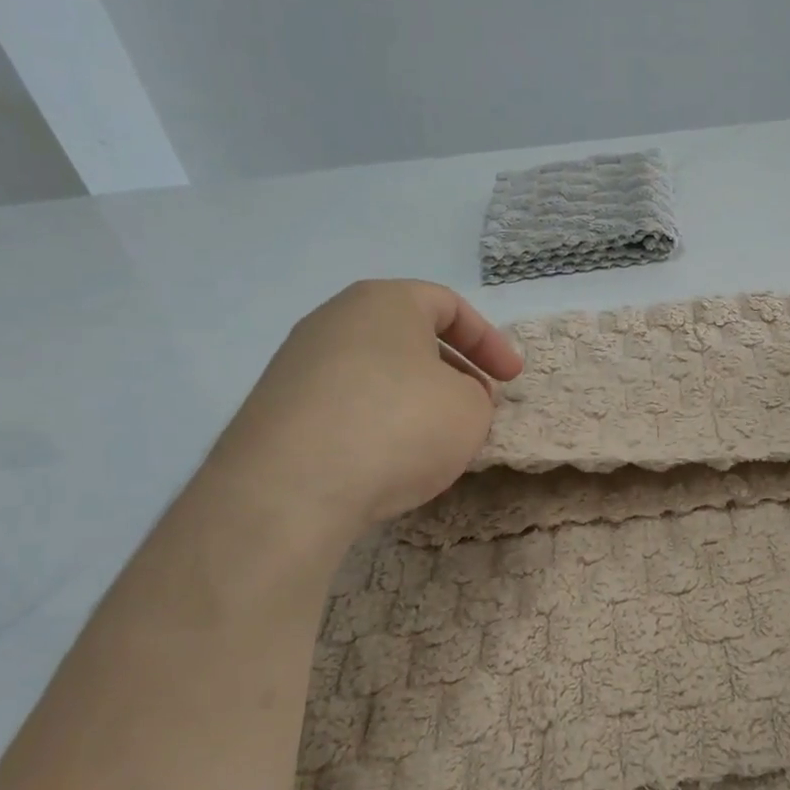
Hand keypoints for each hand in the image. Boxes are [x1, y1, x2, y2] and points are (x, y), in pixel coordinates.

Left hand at [213, 279, 523, 534]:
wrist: (292, 487)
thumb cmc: (400, 425)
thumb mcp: (470, 409)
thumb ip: (475, 395)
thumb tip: (451, 398)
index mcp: (384, 302)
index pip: (449, 305)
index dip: (490, 342)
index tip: (512, 380)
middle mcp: (334, 321)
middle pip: (408, 337)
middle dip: (452, 371)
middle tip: (476, 407)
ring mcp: (297, 365)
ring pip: (376, 373)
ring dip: (414, 400)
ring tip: (434, 441)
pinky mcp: (277, 410)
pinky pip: (345, 406)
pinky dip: (376, 424)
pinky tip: (387, 462)